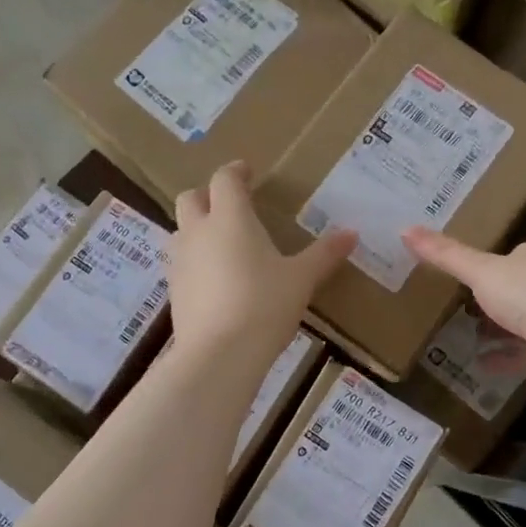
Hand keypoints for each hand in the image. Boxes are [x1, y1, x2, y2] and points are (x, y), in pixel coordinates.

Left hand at [170, 163, 353, 363]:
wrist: (219, 354)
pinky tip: (215, 279)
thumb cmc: (265, 305)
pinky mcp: (173, 290)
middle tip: (230, 204)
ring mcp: (180, 261)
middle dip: (208, 195)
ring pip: (181, 230)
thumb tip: (352, 233)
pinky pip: (181, 262)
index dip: (235, 171)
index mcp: (230, 218)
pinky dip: (195, 260)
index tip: (247, 171)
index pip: (224, 180)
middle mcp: (198, 232)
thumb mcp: (301, 279)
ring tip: (223, 243)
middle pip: (191, 198)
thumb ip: (324, 254)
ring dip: (198, 228)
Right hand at [401, 229, 525, 396]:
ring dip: (497, 330)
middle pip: (516, 291)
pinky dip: (502, 359)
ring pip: (520, 324)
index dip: (489, 266)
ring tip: (465, 335)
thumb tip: (404, 228)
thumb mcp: (479, 270)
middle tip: (459, 306)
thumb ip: (444, 254)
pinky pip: (522, 355)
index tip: (465, 274)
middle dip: (493, 299)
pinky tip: (480, 365)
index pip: (511, 257)